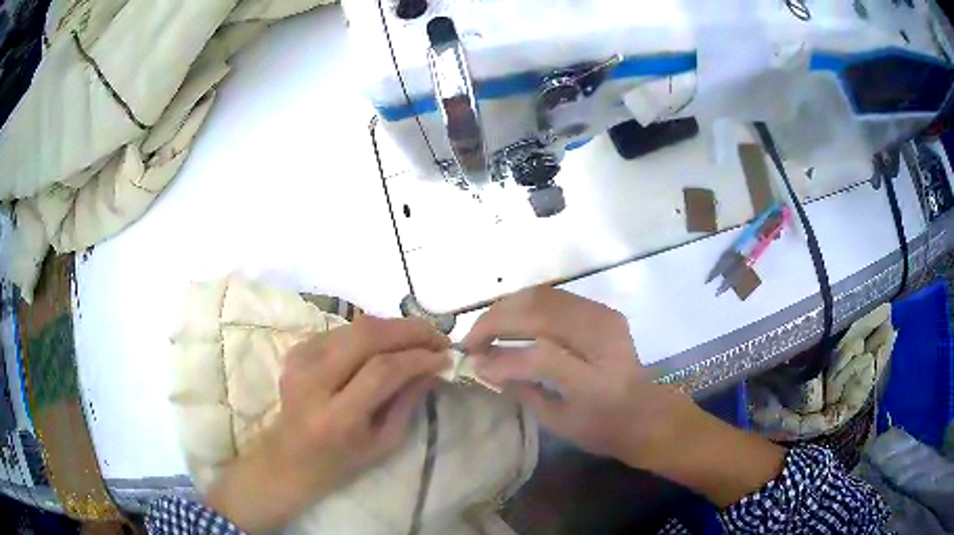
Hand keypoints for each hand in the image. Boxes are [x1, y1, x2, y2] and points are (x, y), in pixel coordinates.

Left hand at [206, 317, 449, 532]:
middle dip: (408, 330)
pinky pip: (342, 330)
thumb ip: (408, 401)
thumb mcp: (384, 442)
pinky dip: (371, 332)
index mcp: (336, 416)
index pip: (381, 371)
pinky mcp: (297, 349)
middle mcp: (313, 381)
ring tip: (418, 337)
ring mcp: (300, 360)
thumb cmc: (342, 460)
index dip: (417, 358)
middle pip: (365, 336)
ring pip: (355, 326)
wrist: (289, 456)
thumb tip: (434, 366)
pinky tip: (387, 343)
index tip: (445, 356)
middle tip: (437, 336)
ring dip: (392, 327)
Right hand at [464, 287, 784, 507]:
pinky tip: (512, 318)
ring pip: (545, 295)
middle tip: (472, 339)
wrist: (647, 413)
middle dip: (497, 321)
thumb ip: (521, 391)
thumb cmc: (604, 428)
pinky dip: (528, 303)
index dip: (501, 357)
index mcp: (595, 379)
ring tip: (487, 327)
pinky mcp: (604, 311)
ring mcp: (605, 318)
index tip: (473, 364)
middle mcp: (602, 340)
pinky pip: (556, 296)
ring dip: (509, 306)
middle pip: (540, 312)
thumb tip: (483, 368)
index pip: (539, 355)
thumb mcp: (559, 422)